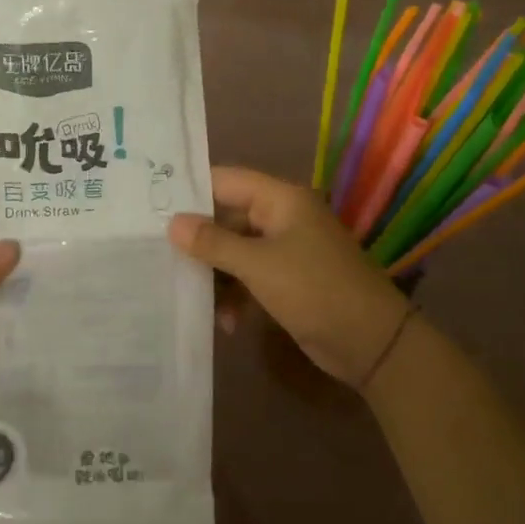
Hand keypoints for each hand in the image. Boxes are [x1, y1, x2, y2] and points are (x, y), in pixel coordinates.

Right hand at [169, 167, 412, 388]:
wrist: (372, 343)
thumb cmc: (315, 290)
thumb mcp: (258, 266)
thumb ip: (214, 243)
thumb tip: (172, 223)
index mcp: (281, 199)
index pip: (225, 180)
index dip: (191, 191)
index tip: (152, 206)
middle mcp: (282, 217)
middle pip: (227, 217)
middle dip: (198, 241)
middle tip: (158, 256)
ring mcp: (286, 249)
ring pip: (235, 250)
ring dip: (216, 275)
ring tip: (195, 299)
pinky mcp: (288, 279)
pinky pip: (250, 276)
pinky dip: (236, 295)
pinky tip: (227, 323)